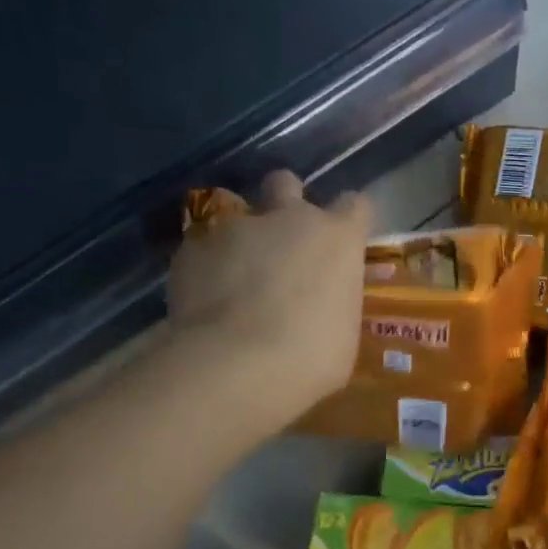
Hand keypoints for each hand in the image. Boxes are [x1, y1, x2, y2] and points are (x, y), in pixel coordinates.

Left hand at [166, 170, 370, 418]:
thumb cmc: (312, 356)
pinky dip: (205, 266)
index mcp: (337, 238)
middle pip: (286, 183)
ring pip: (236, 213)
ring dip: (241, 238)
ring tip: (235, 277)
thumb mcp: (343, 333)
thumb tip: (323, 308)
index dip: (350, 221)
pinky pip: (201, 247)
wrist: (236, 364)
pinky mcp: (191, 247)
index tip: (344, 243)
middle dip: (284, 204)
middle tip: (282, 243)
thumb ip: (333, 303)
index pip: (356, 205)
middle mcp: (288, 218)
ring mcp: (235, 227)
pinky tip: (205, 299)